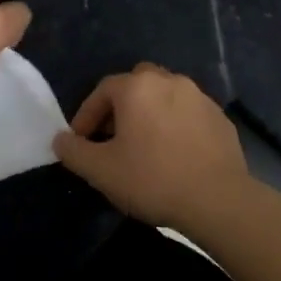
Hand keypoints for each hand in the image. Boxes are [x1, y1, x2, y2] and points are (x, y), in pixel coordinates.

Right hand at [53, 63, 250, 230]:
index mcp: (137, 87)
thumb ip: (74, 151)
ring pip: (165, 95)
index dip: (87, 115)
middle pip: (136, 84)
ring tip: (145, 144)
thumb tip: (60, 140)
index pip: (102, 90)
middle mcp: (168, 81)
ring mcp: (199, 97)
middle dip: (121, 106)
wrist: (217, 199)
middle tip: (113, 136)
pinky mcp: (220, 117)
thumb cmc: (152, 179)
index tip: (80, 141)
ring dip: (151, 113)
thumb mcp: (101, 171)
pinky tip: (175, 153)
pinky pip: (189, 113)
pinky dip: (176, 125)